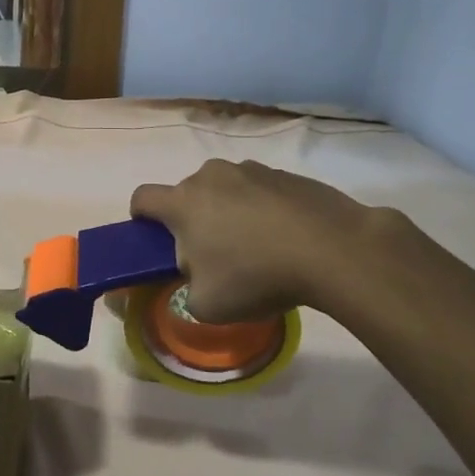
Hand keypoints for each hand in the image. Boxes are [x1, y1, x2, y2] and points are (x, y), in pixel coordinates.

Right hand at [131, 160, 375, 321]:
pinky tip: (286, 239)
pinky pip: (261, 191)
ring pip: (226, 190)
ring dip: (229, 212)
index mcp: (183, 203)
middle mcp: (212, 176)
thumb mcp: (207, 305)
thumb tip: (196, 278)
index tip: (154, 239)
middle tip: (212, 255)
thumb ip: (187, 291)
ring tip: (256, 248)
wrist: (333, 249)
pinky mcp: (287, 174)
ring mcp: (252, 169)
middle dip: (192, 220)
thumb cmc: (256, 276)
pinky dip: (264, 210)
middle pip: (188, 194)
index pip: (142, 198)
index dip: (141, 218)